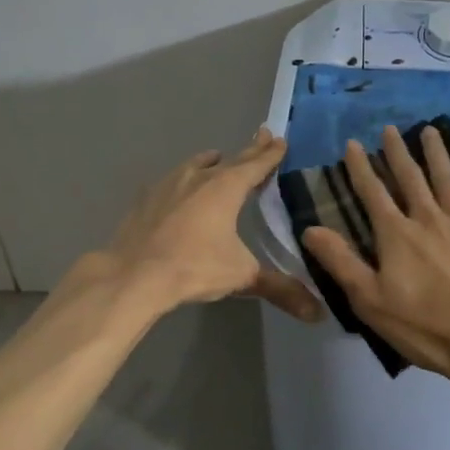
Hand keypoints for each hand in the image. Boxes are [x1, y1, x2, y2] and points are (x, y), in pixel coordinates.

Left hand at [98, 128, 321, 320]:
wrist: (134, 275)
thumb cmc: (194, 267)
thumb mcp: (241, 276)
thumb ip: (279, 289)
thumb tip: (316, 313)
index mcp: (226, 188)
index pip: (255, 164)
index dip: (270, 154)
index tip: (279, 140)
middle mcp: (199, 178)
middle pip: (230, 159)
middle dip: (248, 150)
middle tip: (261, 135)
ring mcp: (168, 185)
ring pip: (195, 165)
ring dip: (210, 162)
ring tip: (216, 158)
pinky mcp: (146, 199)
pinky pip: (170, 182)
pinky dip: (181, 181)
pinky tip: (177, 189)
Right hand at [302, 124, 449, 378]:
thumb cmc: (423, 325)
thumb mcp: (369, 300)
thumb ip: (340, 261)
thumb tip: (310, 228)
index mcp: (396, 234)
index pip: (372, 193)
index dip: (360, 167)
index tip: (353, 144)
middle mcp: (428, 218)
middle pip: (409, 178)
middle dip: (396, 153)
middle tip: (390, 129)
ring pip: (446, 179)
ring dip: (436, 153)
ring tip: (429, 130)